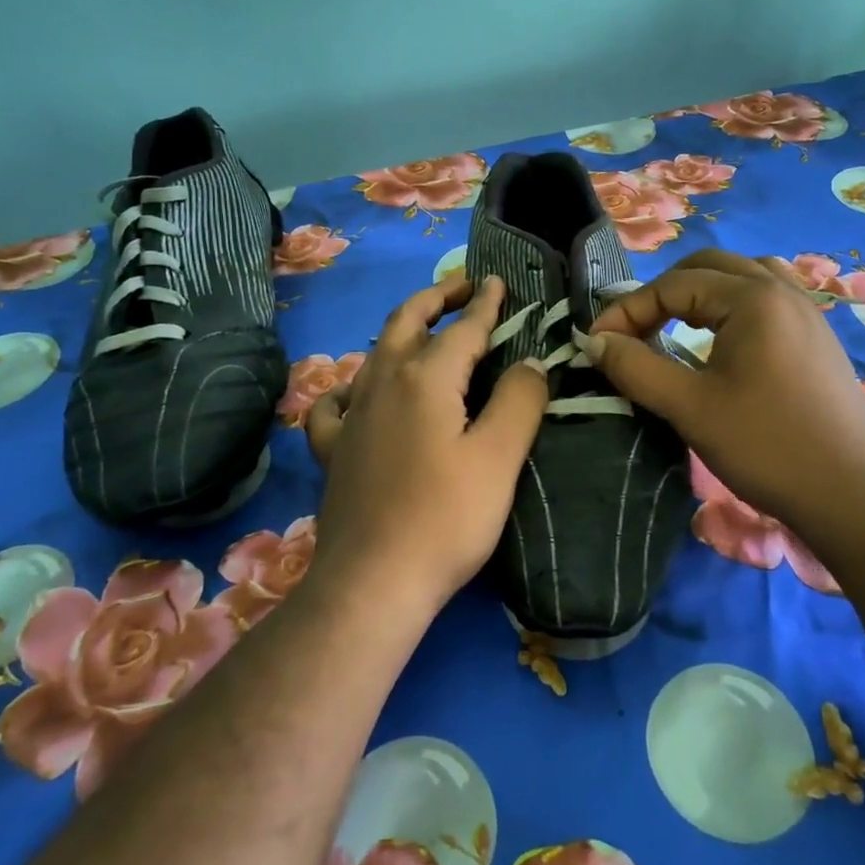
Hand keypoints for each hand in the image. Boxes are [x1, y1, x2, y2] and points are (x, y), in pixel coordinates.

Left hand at [304, 275, 548, 613]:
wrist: (373, 583)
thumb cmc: (446, 518)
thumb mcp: (499, 458)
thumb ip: (519, 400)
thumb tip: (531, 360)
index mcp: (425, 378)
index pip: (463, 328)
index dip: (486, 304)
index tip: (499, 281)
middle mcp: (382, 383)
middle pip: (407, 322)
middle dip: (437, 298)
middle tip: (463, 287)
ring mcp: (352, 416)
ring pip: (374, 353)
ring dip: (402, 330)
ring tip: (423, 329)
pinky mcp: (333, 449)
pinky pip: (336, 402)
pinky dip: (352, 385)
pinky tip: (358, 393)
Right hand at [581, 249, 864, 540]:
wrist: (853, 496)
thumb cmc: (766, 446)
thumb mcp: (689, 407)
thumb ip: (635, 367)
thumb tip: (594, 341)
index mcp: (752, 298)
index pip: (673, 285)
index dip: (628, 310)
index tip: (597, 344)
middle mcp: (782, 290)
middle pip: (708, 266)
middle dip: (663, 293)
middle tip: (635, 332)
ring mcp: (806, 312)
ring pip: (742, 276)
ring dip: (700, 292)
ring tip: (676, 327)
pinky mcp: (817, 337)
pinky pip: (767, 297)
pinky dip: (732, 305)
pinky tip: (723, 341)